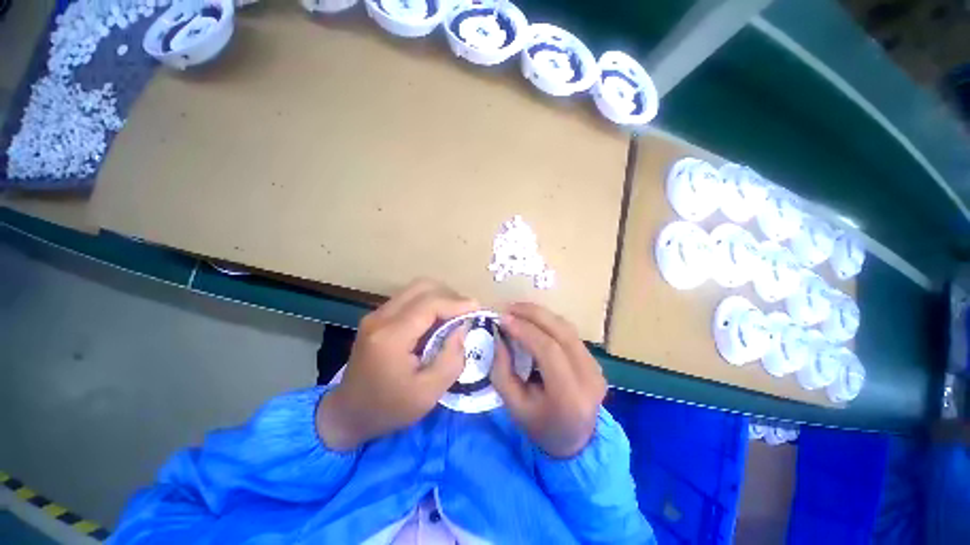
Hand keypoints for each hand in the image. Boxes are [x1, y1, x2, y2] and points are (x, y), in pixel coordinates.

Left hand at [317, 279, 478, 450]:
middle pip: (422, 287)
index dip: (457, 302)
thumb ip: (451, 359)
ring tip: (455, 315)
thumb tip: (462, 328)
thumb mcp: (428, 394)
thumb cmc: (388, 409)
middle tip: (466, 313)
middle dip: (450, 295)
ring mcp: (376, 314)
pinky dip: (429, 302)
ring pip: (415, 289)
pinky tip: (437, 319)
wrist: (347, 414)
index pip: (429, 304)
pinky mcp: (377, 317)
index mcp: (391, 337)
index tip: (478, 309)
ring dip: (440, 297)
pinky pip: (409, 298)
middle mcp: (380, 317)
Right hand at [491, 303, 606, 458]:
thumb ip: (502, 370)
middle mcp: (589, 377)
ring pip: (567, 329)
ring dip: (541, 315)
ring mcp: (596, 367)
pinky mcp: (595, 361)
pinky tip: (533, 321)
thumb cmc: (540, 427)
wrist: (575, 442)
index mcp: (570, 396)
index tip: (503, 319)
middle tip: (509, 307)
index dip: (525, 330)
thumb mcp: (514, 406)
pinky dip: (549, 322)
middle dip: (533, 314)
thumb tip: (499, 336)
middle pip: (562, 332)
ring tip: (518, 310)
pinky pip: (570, 333)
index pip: (549, 350)